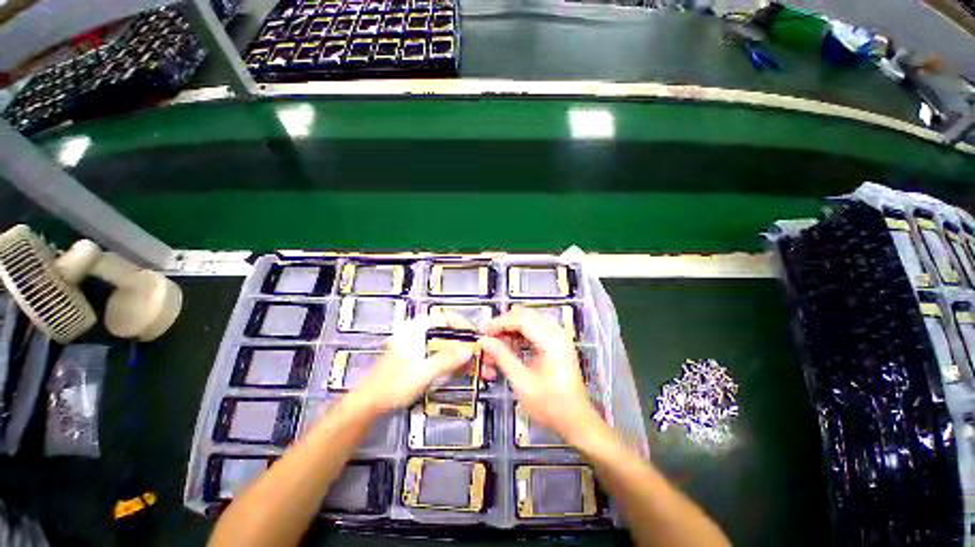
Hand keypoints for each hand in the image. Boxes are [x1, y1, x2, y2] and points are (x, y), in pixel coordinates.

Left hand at [352, 311, 477, 412]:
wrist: (369, 404)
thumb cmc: (391, 385)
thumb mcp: (423, 372)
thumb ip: (447, 360)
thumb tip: (468, 350)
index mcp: (415, 330)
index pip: (444, 318)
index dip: (462, 325)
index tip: (474, 336)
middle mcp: (416, 334)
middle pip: (446, 331)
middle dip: (462, 342)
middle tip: (474, 354)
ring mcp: (416, 346)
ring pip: (443, 343)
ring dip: (457, 353)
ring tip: (469, 364)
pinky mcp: (417, 358)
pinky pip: (438, 354)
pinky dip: (449, 360)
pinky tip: (457, 370)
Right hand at [480, 308, 600, 443]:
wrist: (576, 420)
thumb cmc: (551, 405)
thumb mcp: (522, 382)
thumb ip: (502, 357)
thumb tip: (485, 342)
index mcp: (551, 340)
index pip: (521, 319)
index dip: (499, 323)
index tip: (484, 332)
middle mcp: (556, 333)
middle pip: (524, 316)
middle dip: (503, 326)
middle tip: (488, 340)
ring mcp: (557, 337)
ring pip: (526, 323)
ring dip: (509, 333)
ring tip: (495, 350)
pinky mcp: (555, 344)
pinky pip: (532, 332)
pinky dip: (518, 339)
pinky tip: (507, 352)